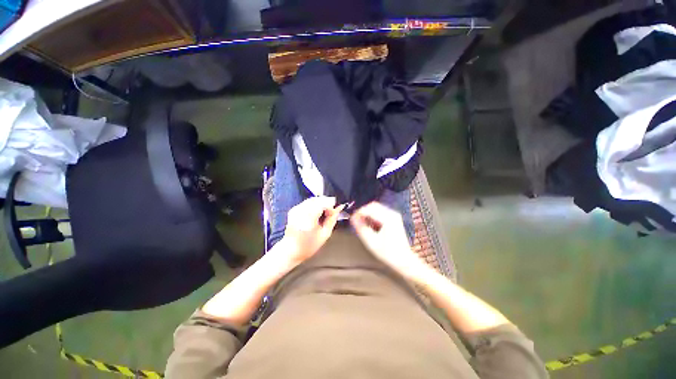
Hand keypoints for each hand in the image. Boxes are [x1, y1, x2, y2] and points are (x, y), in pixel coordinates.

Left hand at [279, 196, 344, 264]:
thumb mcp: (325, 234)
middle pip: (318, 199)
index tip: (334, 212)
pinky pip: (307, 202)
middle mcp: (301, 211)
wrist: (290, 250)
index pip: (323, 203)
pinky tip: (316, 213)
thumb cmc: (309, 246)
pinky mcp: (294, 209)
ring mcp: (296, 209)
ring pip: (313, 199)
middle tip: (331, 213)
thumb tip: (338, 208)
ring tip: (324, 214)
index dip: (331, 205)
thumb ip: (332, 220)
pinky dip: (314, 205)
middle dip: (326, 203)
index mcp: (308, 218)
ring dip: (321, 203)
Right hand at [350, 202, 429, 280]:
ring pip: (376, 207)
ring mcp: (394, 215)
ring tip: (362, 224)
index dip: (359, 213)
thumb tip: (352, 218)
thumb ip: (361, 228)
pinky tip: (370, 225)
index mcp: (388, 218)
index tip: (351, 219)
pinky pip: (380, 211)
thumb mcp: (371, 242)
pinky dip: (373, 216)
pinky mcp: (394, 218)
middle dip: (363, 212)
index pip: (369, 209)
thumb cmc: (388, 253)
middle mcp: (392, 213)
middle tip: (355, 221)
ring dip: (367, 213)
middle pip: (373, 205)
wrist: (404, 260)